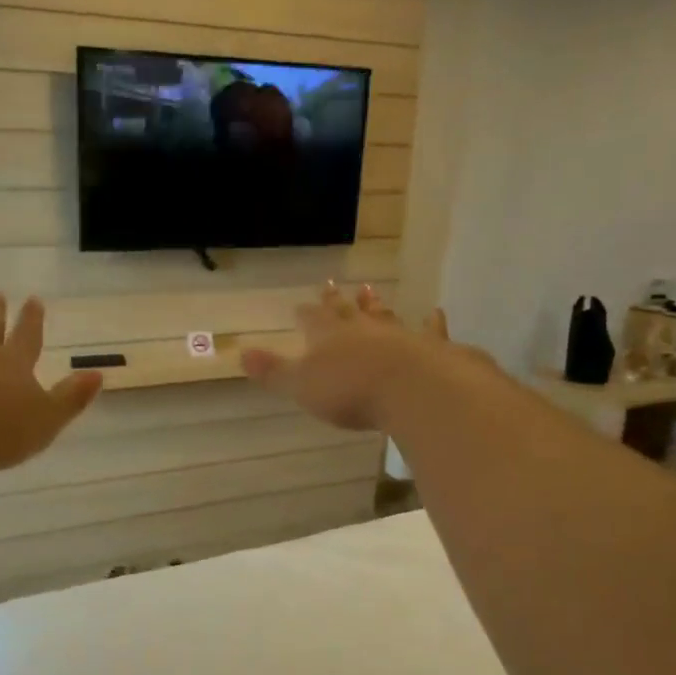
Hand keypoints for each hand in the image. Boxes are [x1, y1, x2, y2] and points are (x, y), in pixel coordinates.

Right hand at [240, 283, 481, 431]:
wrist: (411, 388)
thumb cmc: (349, 390)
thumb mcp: (301, 385)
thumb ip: (274, 371)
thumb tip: (240, 354)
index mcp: (328, 337)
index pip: (312, 320)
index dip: (305, 313)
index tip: (299, 305)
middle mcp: (362, 329)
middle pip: (346, 311)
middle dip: (336, 300)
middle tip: (331, 283)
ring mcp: (398, 335)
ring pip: (383, 315)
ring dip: (375, 305)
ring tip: (370, 290)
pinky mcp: (430, 347)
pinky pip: (429, 330)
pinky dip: (431, 323)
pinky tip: (435, 313)